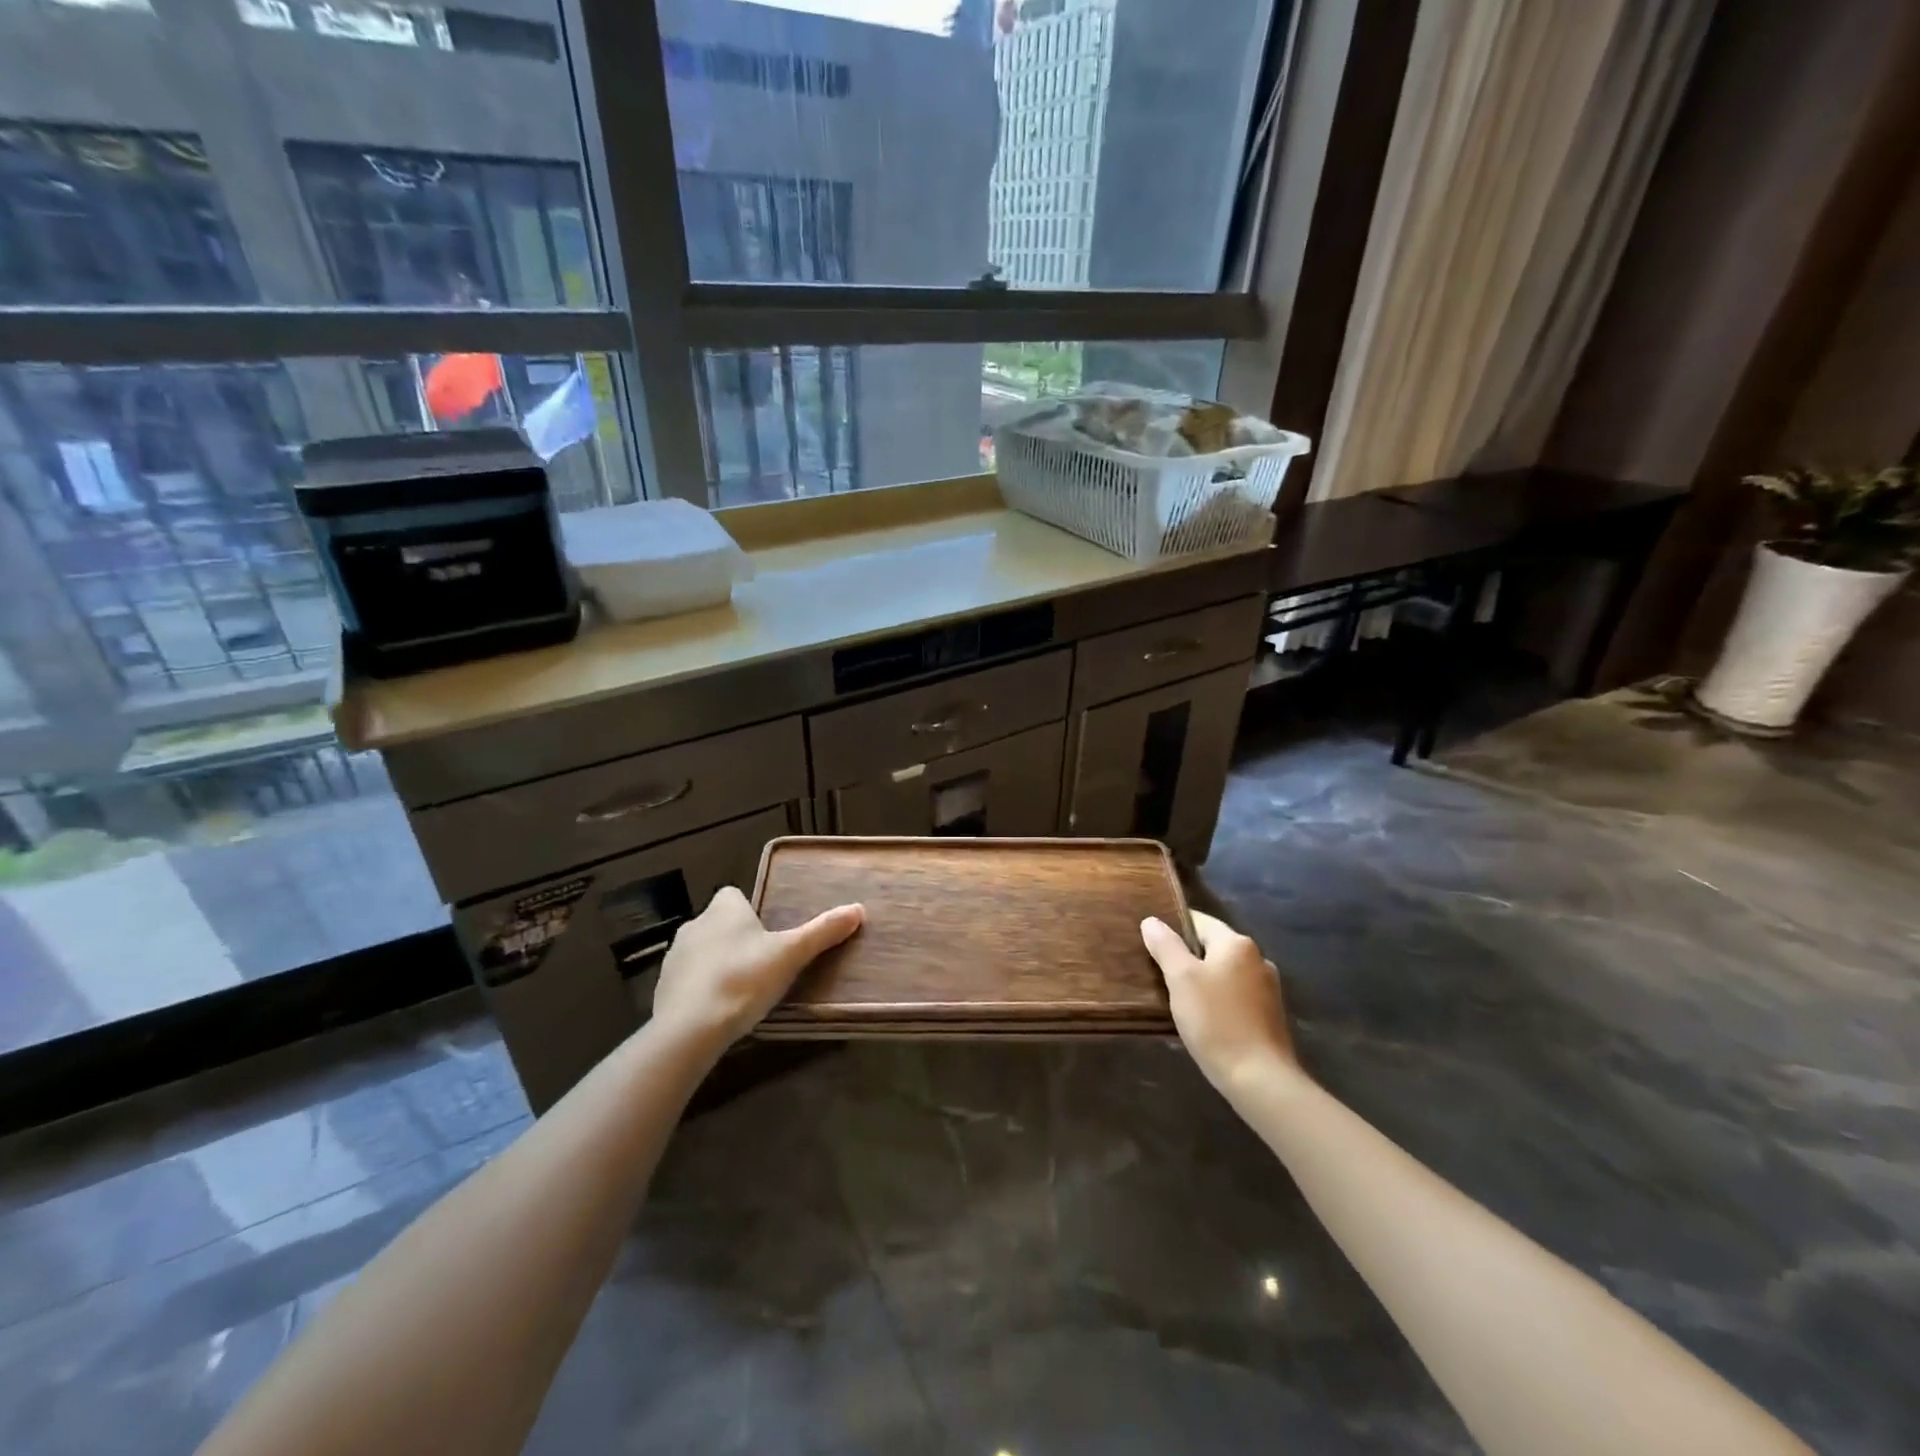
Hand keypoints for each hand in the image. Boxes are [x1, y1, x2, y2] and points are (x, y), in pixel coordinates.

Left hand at [653, 887, 862, 1049]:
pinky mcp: (663, 989)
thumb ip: (822, 932)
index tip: (768, 932)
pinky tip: (719, 1011)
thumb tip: (858, 909)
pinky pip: (688, 981)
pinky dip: (702, 989)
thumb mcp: (791, 955)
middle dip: (737, 939)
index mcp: (724, 909)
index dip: (750, 911)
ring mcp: (674, 958)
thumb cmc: (743, 979)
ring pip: (702, 952)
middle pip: (719, 923)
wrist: (689, 1029)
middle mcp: (695, 925)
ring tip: (743, 990)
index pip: (734, 895)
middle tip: (763, 963)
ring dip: (718, 964)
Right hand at [1141, 910, 1297, 1091]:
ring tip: (1178, 998)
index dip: (1172, 928)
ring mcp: (1268, 988)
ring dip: (1203, 980)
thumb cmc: (1215, 1021)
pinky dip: (1218, 999)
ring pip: (1224, 972)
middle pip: (1212, 947)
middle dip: (1187, 957)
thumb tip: (1152, 921)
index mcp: (1237, 943)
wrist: (1260, 1079)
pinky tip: (1204, 1019)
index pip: (1198, 921)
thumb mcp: (1181, 979)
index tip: (1151, 944)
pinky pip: (1236, 995)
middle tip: (1160, 974)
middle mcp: (1258, 958)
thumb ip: (1165, 945)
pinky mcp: (1270, 1015)